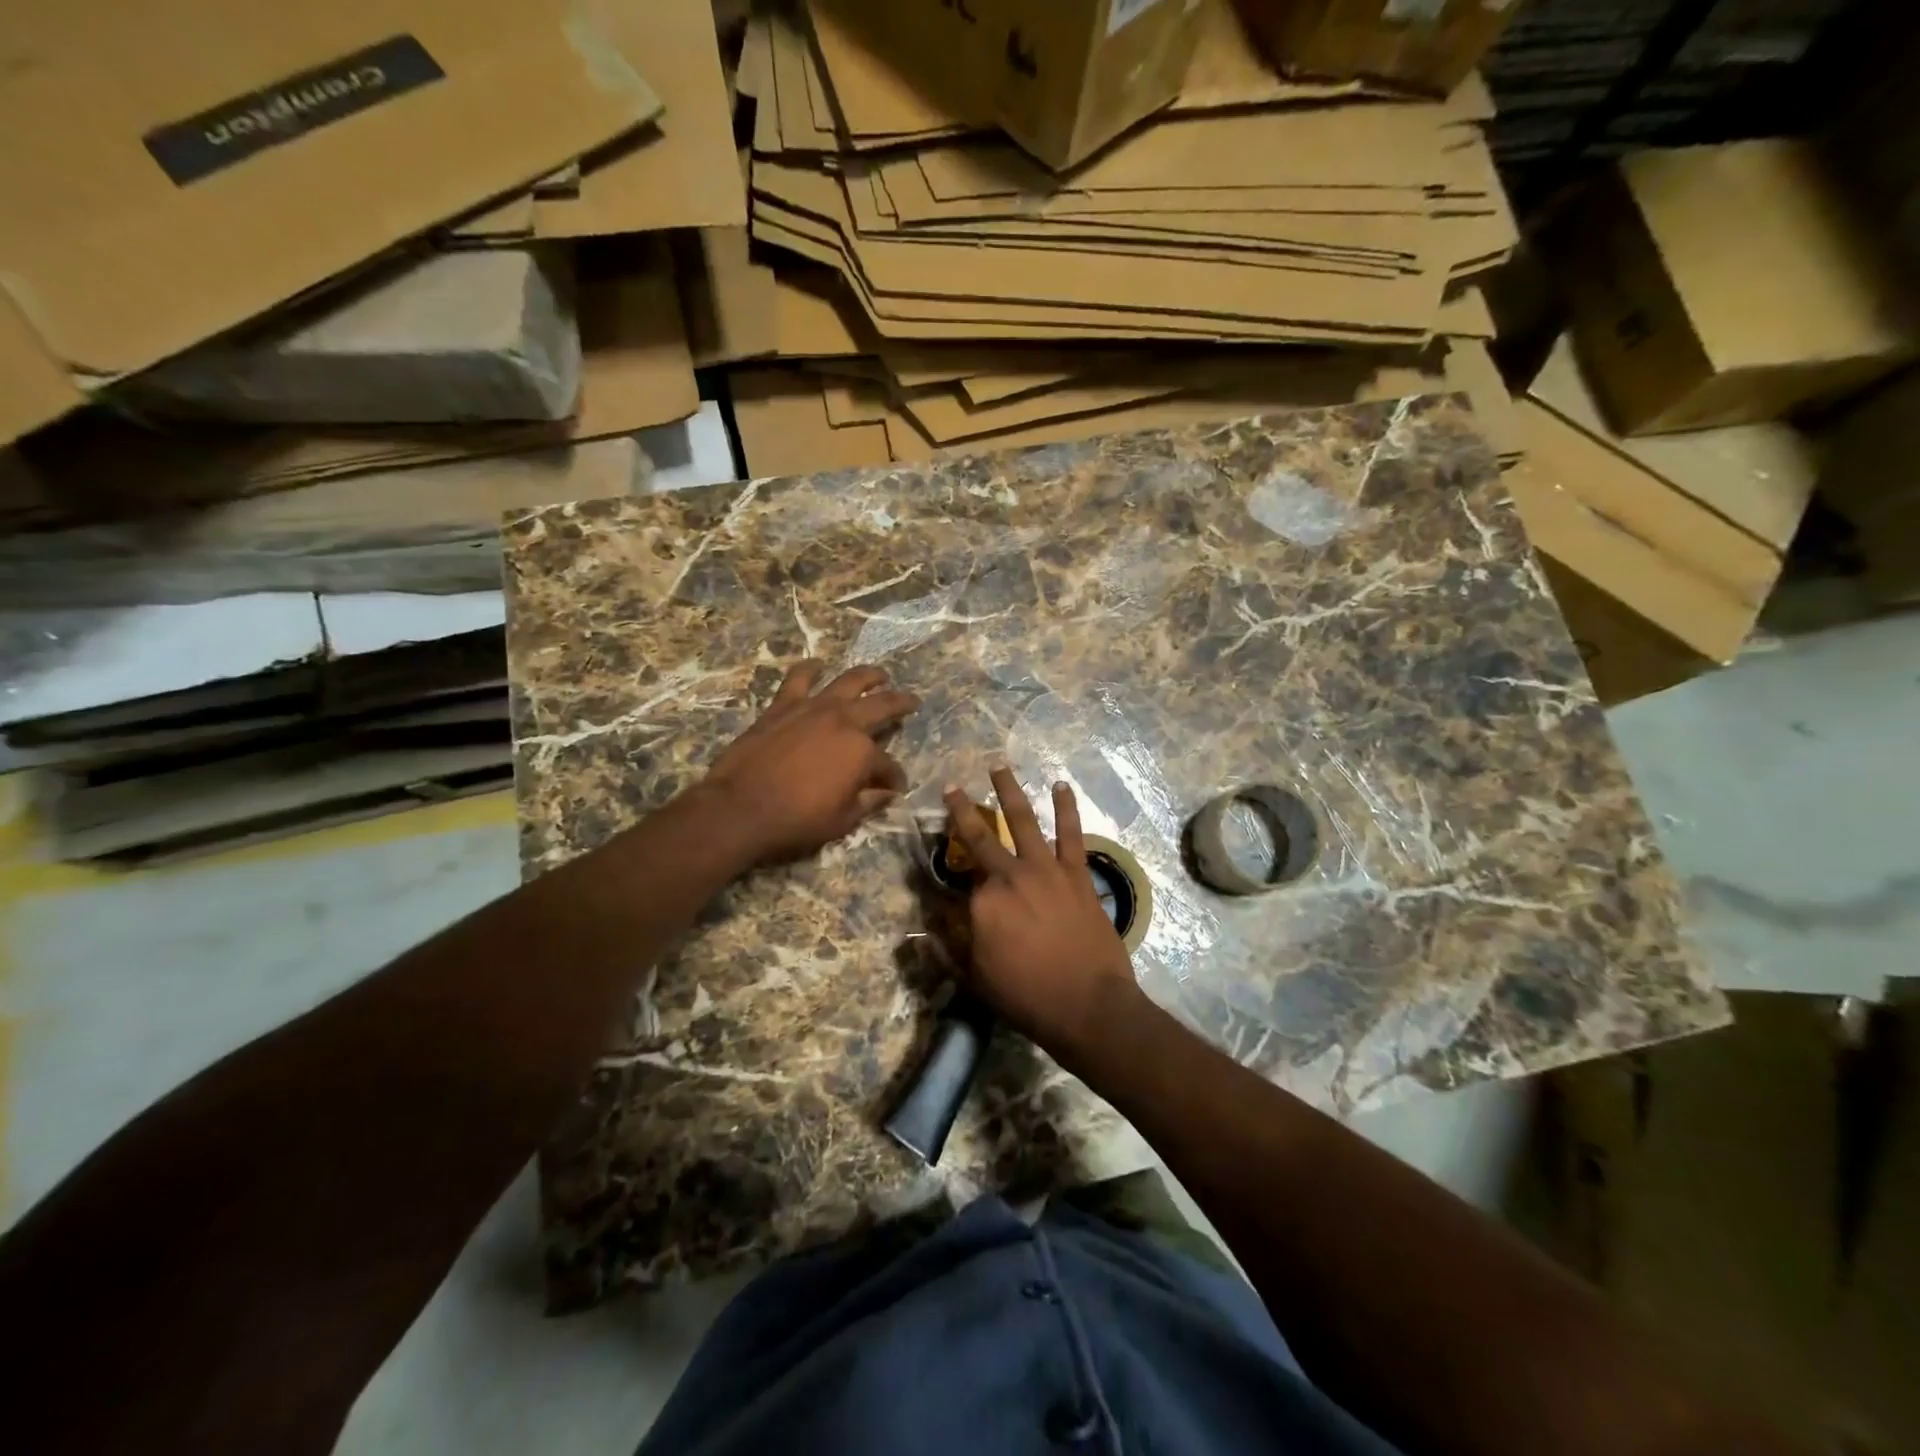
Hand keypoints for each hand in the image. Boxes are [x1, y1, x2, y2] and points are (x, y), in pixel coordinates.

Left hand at [705, 662, 918, 863]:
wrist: (740, 807)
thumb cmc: (796, 820)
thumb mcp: (842, 821)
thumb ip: (869, 802)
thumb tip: (886, 793)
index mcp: (863, 752)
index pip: (888, 764)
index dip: (894, 777)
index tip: (895, 786)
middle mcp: (844, 721)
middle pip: (881, 706)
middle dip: (901, 704)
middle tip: (911, 701)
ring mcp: (814, 708)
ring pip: (849, 680)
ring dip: (869, 676)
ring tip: (880, 675)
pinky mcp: (784, 705)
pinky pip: (799, 679)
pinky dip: (810, 669)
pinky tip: (817, 665)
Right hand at [944, 768, 1140, 1055]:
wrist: (1089, 1006)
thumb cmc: (1027, 997)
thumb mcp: (975, 979)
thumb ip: (946, 949)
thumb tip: (920, 931)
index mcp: (981, 902)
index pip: (955, 879)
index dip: (944, 868)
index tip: (934, 857)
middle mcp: (1009, 875)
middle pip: (980, 835)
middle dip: (962, 809)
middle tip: (953, 789)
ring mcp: (1046, 870)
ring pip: (1022, 820)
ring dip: (1009, 790)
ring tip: (999, 767)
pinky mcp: (1077, 873)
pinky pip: (1071, 833)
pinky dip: (1066, 808)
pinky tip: (1061, 786)